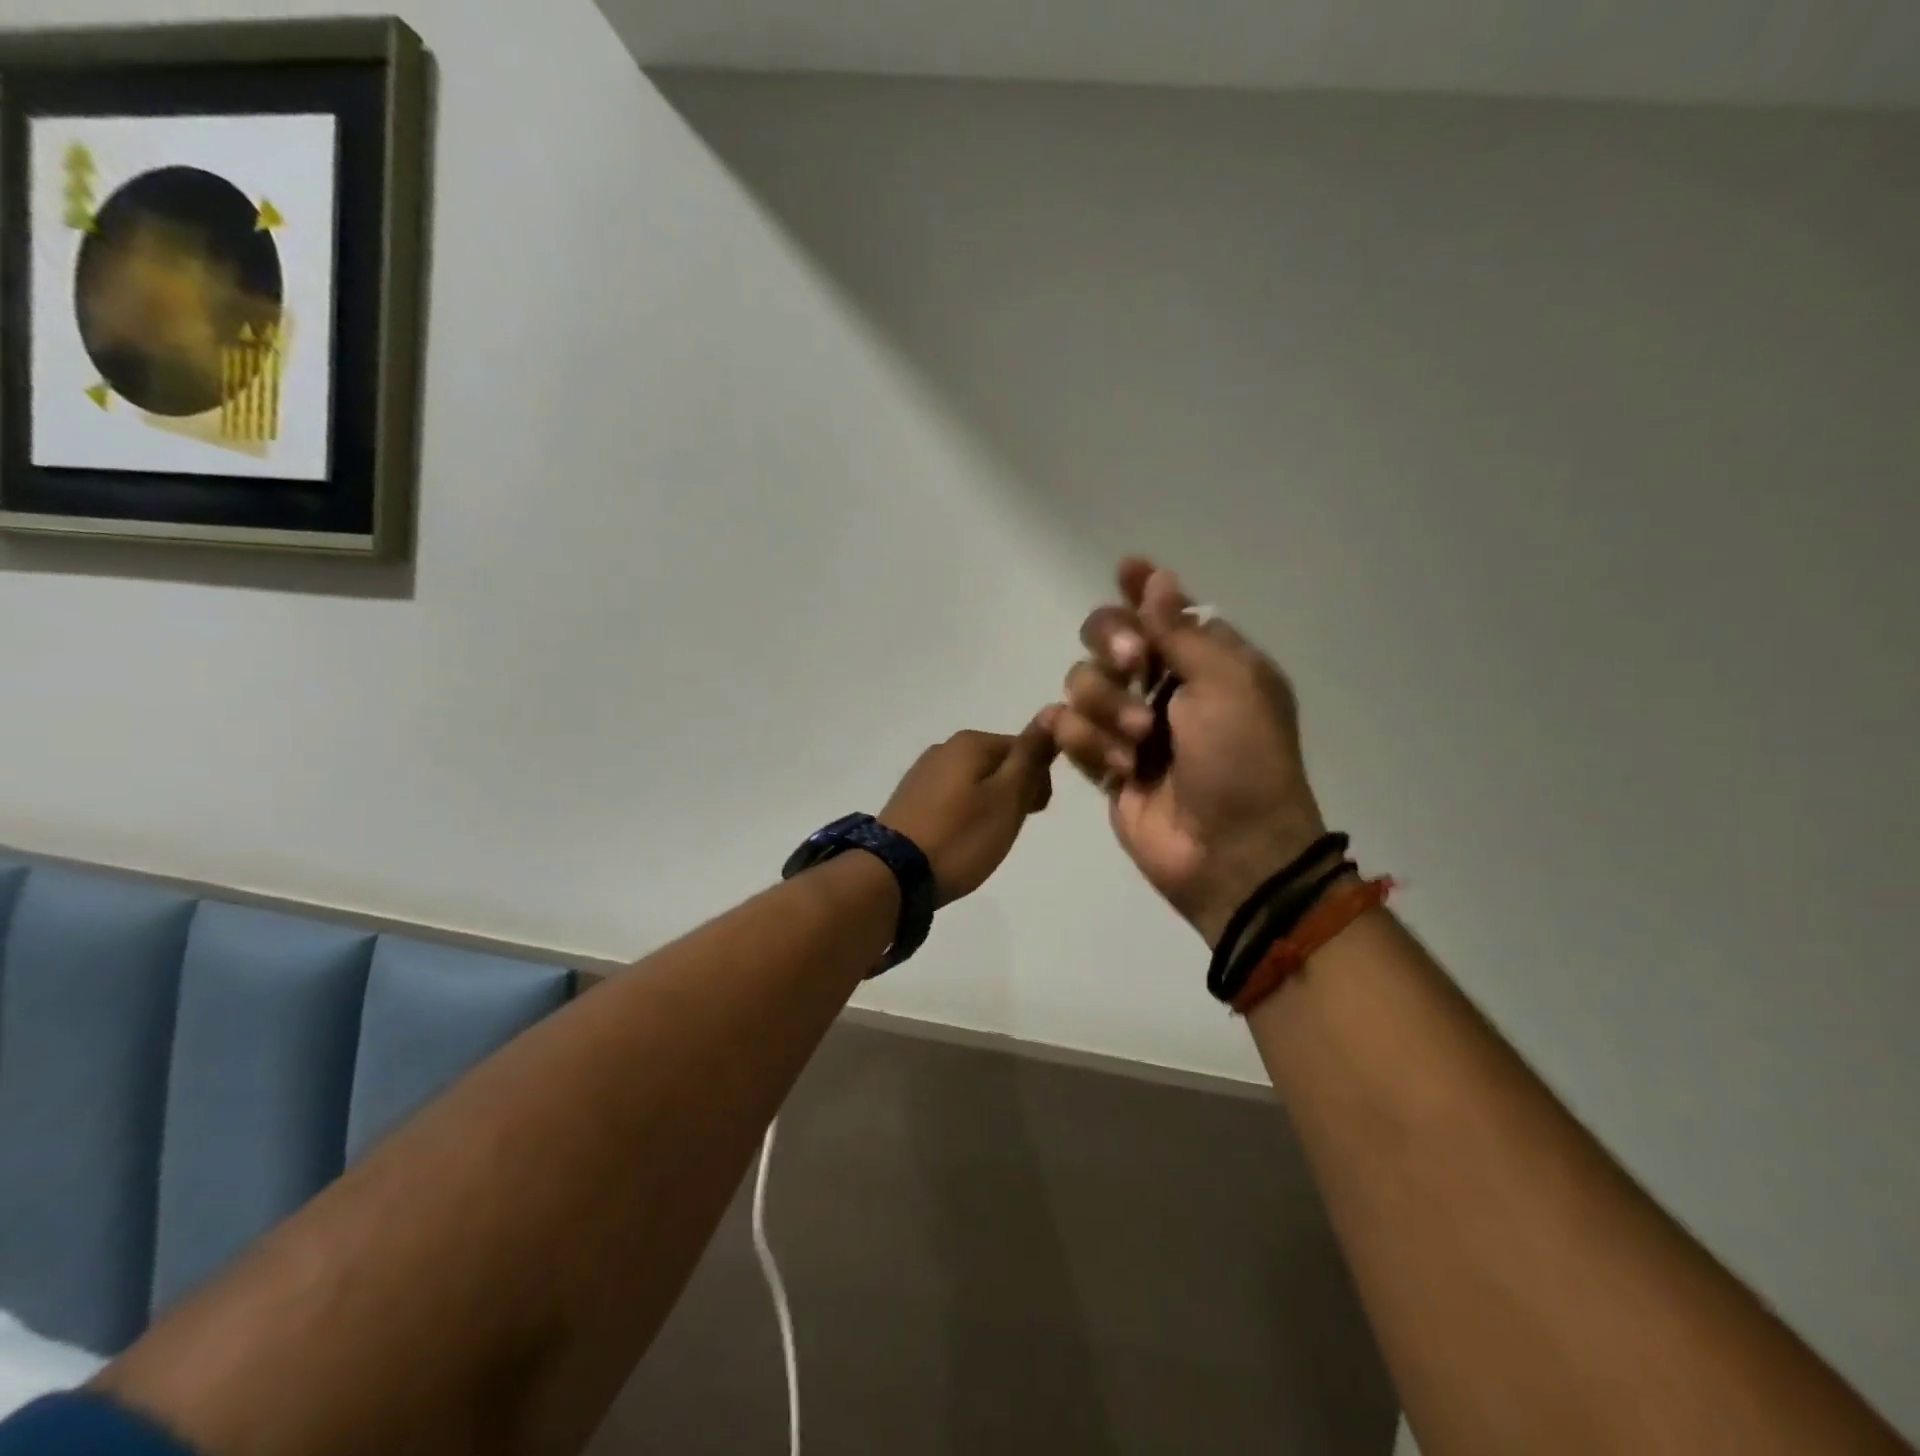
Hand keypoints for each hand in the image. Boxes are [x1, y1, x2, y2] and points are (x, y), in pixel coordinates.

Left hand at [879, 718, 1058, 905]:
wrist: (893, 874)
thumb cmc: (961, 836)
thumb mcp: (1007, 797)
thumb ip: (1030, 755)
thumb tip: (1054, 709)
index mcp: (971, 742)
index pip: (1026, 748)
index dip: (1038, 782)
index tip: (1033, 814)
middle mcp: (944, 748)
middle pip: (999, 764)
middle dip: (1013, 794)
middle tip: (1006, 830)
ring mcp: (923, 773)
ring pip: (976, 782)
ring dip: (990, 806)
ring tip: (982, 840)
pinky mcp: (910, 799)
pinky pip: (952, 798)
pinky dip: (965, 815)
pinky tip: (959, 839)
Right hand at [1047, 559, 1329, 946]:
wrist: (1229, 852)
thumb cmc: (1242, 760)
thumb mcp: (1228, 684)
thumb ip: (1182, 630)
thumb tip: (1157, 579)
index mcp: (1207, 662)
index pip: (1164, 610)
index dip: (1142, 588)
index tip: (1125, 570)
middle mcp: (1165, 686)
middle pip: (1107, 636)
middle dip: (1113, 643)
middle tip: (1133, 662)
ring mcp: (1129, 725)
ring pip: (1081, 682)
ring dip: (1106, 707)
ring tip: (1138, 744)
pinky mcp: (1103, 763)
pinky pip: (1067, 729)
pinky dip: (1087, 743)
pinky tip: (1118, 768)